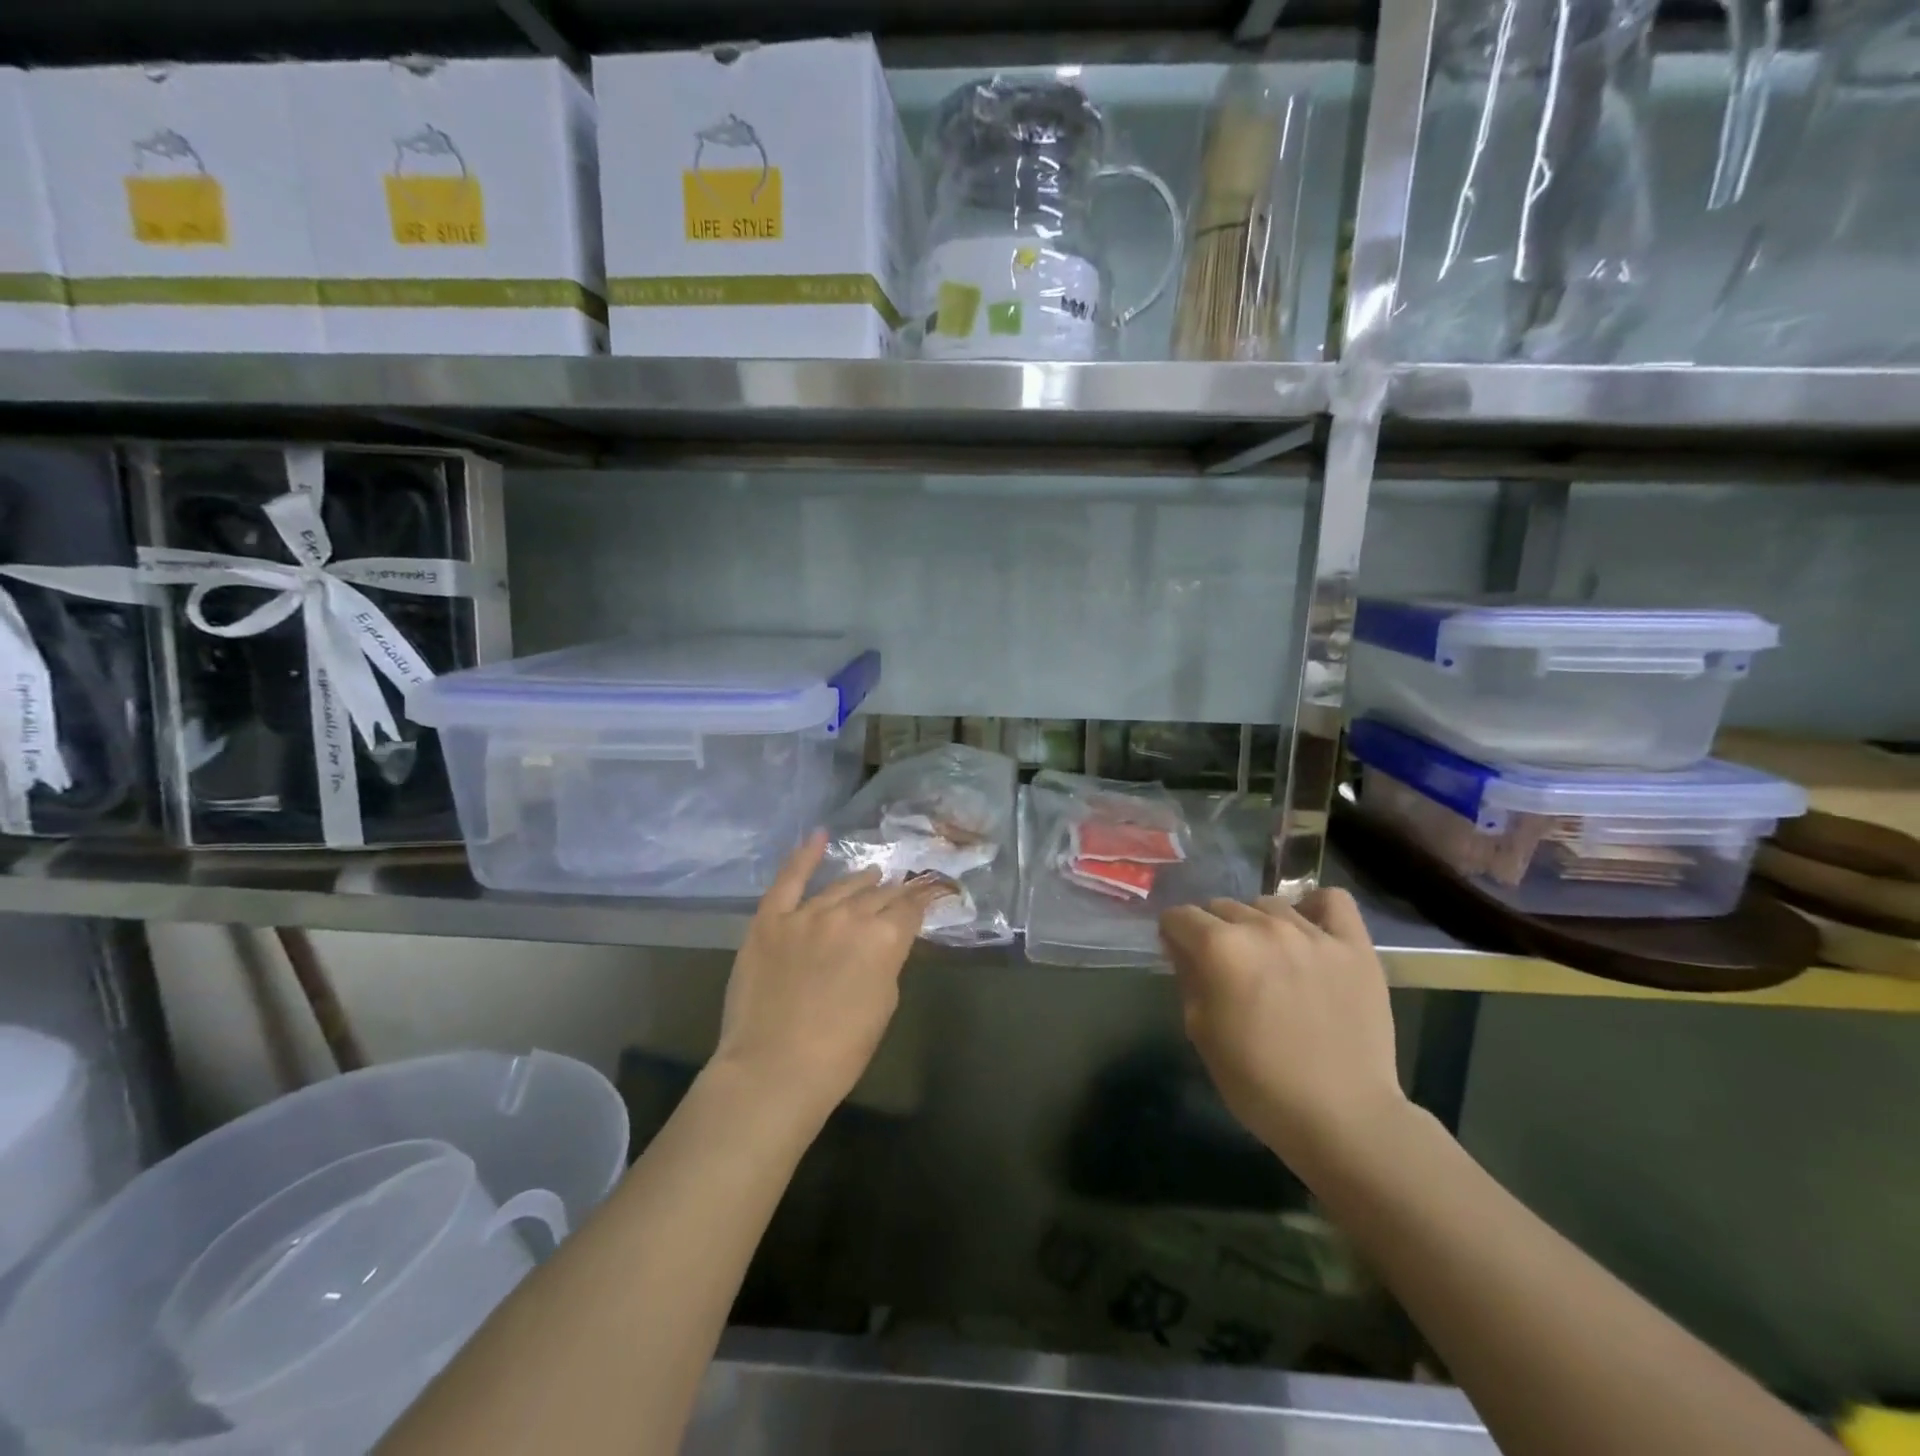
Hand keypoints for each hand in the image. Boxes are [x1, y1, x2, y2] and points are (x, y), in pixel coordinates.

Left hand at [711, 832, 944, 1123]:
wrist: (774, 1068)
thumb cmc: (840, 1051)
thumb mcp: (884, 1005)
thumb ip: (888, 963)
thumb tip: (885, 943)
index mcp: (885, 939)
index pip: (911, 909)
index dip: (923, 901)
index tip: (930, 894)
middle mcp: (850, 915)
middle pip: (879, 895)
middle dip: (894, 892)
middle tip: (902, 889)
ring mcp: (807, 913)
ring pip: (841, 886)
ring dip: (861, 880)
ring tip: (872, 874)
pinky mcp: (771, 919)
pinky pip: (789, 879)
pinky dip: (804, 855)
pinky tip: (819, 836)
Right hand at [1159, 889, 1407, 1179]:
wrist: (1343, 1118)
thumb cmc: (1259, 1083)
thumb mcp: (1201, 1033)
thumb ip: (1187, 979)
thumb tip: (1182, 948)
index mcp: (1220, 948)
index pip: (1180, 916)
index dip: (1174, 936)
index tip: (1181, 957)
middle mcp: (1263, 927)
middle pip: (1222, 906)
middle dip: (1214, 931)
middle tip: (1227, 968)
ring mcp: (1312, 933)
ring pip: (1269, 904)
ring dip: (1258, 925)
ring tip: (1270, 959)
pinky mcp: (1354, 946)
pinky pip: (1332, 900)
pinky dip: (1315, 908)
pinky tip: (1310, 931)